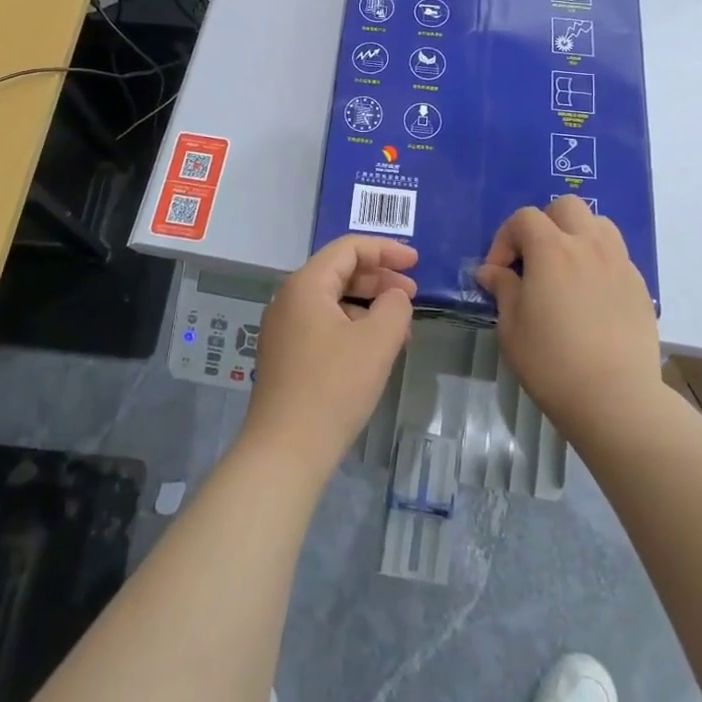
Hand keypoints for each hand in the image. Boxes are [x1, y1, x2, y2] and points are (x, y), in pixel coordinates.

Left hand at [240, 235, 417, 481]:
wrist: (285, 452)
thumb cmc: (333, 388)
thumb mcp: (377, 341)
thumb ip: (395, 306)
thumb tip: (395, 296)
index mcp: (305, 285)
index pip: (349, 249)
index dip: (386, 250)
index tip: (417, 262)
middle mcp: (289, 300)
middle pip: (339, 272)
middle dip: (379, 278)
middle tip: (412, 294)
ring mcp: (284, 330)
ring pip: (333, 301)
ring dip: (369, 305)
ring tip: (400, 327)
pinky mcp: (286, 357)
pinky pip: (324, 325)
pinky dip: (353, 327)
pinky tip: (375, 350)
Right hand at [476, 196, 662, 441]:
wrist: (616, 399)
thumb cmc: (552, 363)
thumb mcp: (512, 327)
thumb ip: (503, 290)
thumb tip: (491, 272)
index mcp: (552, 249)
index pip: (524, 218)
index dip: (505, 239)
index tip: (498, 272)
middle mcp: (588, 244)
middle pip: (566, 207)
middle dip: (544, 224)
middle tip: (534, 259)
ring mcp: (619, 262)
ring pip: (598, 224)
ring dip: (576, 235)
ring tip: (566, 268)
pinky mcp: (639, 285)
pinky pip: (616, 255)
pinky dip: (599, 261)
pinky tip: (591, 295)